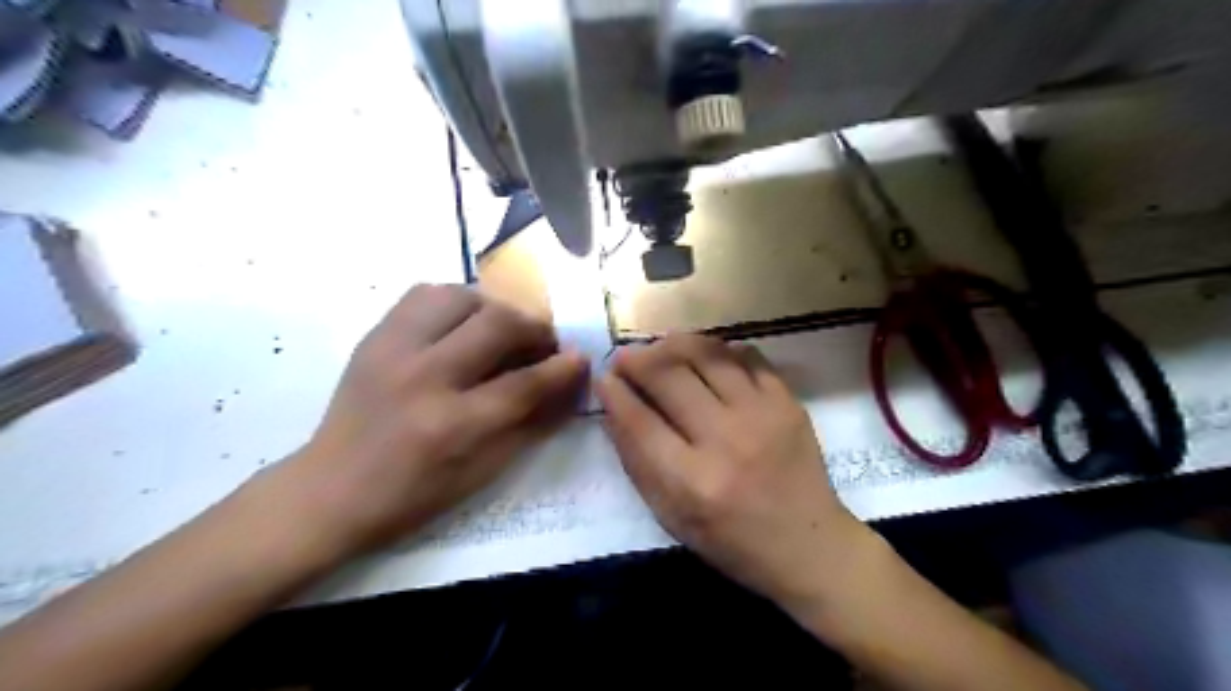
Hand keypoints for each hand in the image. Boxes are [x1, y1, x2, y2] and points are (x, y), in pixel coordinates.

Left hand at [274, 284, 589, 558]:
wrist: (330, 489)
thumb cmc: (413, 495)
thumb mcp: (482, 472)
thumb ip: (530, 424)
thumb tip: (568, 387)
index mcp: (453, 425)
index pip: (524, 383)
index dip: (561, 368)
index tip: (580, 358)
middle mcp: (424, 377)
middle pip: (498, 325)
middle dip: (535, 329)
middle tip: (544, 343)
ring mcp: (394, 350)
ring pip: (461, 297)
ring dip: (494, 310)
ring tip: (502, 331)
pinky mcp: (375, 337)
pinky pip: (424, 295)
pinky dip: (455, 302)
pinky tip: (461, 325)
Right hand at [595, 336, 862, 603]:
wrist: (807, 544)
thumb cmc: (731, 540)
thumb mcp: (671, 516)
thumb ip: (638, 463)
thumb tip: (613, 409)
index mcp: (692, 481)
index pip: (639, 420)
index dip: (614, 393)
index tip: (603, 378)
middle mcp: (726, 440)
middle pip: (669, 377)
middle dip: (637, 360)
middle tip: (625, 357)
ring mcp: (762, 415)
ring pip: (707, 355)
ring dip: (675, 345)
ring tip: (661, 347)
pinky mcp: (787, 402)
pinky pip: (747, 356)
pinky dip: (719, 350)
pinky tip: (706, 358)